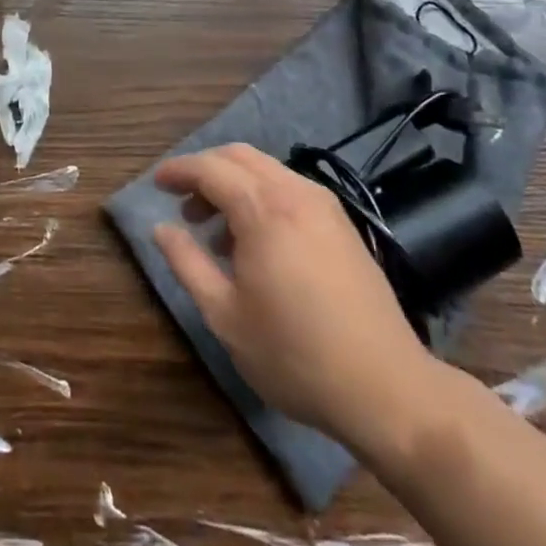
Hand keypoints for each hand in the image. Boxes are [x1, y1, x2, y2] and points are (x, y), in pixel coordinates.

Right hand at [153, 143, 439, 458]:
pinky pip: (290, 188)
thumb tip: (161, 229)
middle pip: (238, 156)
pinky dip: (262, 195)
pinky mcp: (342, 224)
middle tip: (183, 204)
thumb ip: (187, 263)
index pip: (209, 168)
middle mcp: (294, 192)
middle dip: (205, 170)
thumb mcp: (225, 315)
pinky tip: (256, 240)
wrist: (388, 389)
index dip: (178, 171)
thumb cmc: (295, 354)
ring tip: (216, 230)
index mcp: (262, 208)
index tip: (156, 183)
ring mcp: (324, 205)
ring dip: (234, 183)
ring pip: (266, 169)